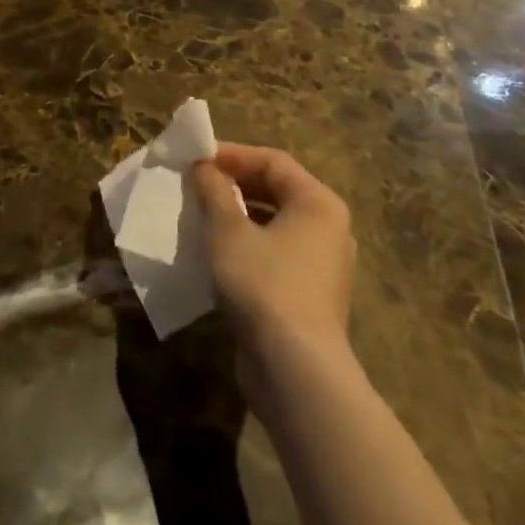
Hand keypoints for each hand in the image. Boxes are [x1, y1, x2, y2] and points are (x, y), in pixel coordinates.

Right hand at [191, 144, 355, 364]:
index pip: (273, 161)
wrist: (295, 369)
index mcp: (318, 203)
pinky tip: (216, 254)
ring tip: (200, 216)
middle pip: (277, 190)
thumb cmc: (263, 284)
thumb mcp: (227, 230)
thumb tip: (204, 167)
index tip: (195, 159)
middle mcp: (329, 228)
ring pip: (274, 224)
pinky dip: (247, 245)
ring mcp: (323, 265)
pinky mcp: (310, 294)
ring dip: (237, 215)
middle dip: (233, 184)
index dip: (232, 155)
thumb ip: (214, 191)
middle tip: (195, 185)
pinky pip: (276, 253)